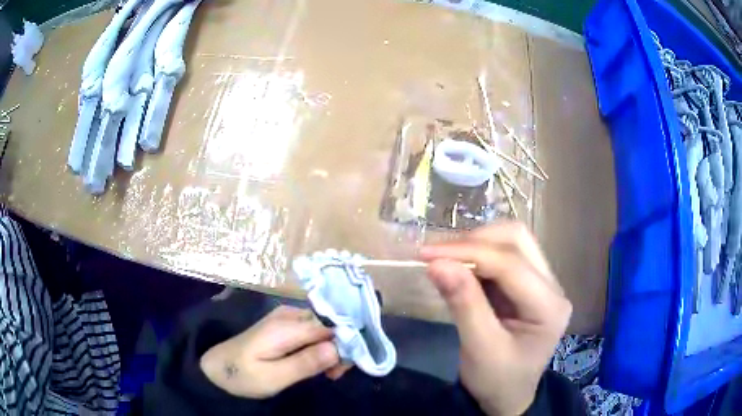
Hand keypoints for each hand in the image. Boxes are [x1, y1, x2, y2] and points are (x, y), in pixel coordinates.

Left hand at [200, 305, 340, 398]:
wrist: (217, 367)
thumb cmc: (242, 375)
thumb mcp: (273, 377)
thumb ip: (305, 363)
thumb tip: (338, 348)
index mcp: (286, 326)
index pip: (331, 326)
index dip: (346, 344)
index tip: (344, 368)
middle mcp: (289, 315)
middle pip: (329, 324)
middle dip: (340, 348)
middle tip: (334, 375)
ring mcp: (286, 317)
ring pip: (324, 327)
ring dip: (332, 348)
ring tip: (327, 373)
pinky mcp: (284, 324)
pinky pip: (313, 330)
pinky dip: (321, 346)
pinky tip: (317, 362)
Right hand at [420, 222, 571, 415]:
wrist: (507, 397)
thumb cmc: (497, 380)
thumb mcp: (479, 348)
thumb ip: (463, 304)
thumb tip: (436, 263)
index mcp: (550, 306)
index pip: (511, 264)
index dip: (469, 252)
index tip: (427, 254)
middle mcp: (552, 286)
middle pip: (518, 240)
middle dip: (475, 241)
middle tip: (437, 255)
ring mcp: (542, 283)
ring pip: (512, 242)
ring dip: (477, 245)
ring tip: (445, 259)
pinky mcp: (528, 284)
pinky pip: (504, 256)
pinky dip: (478, 256)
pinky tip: (459, 268)